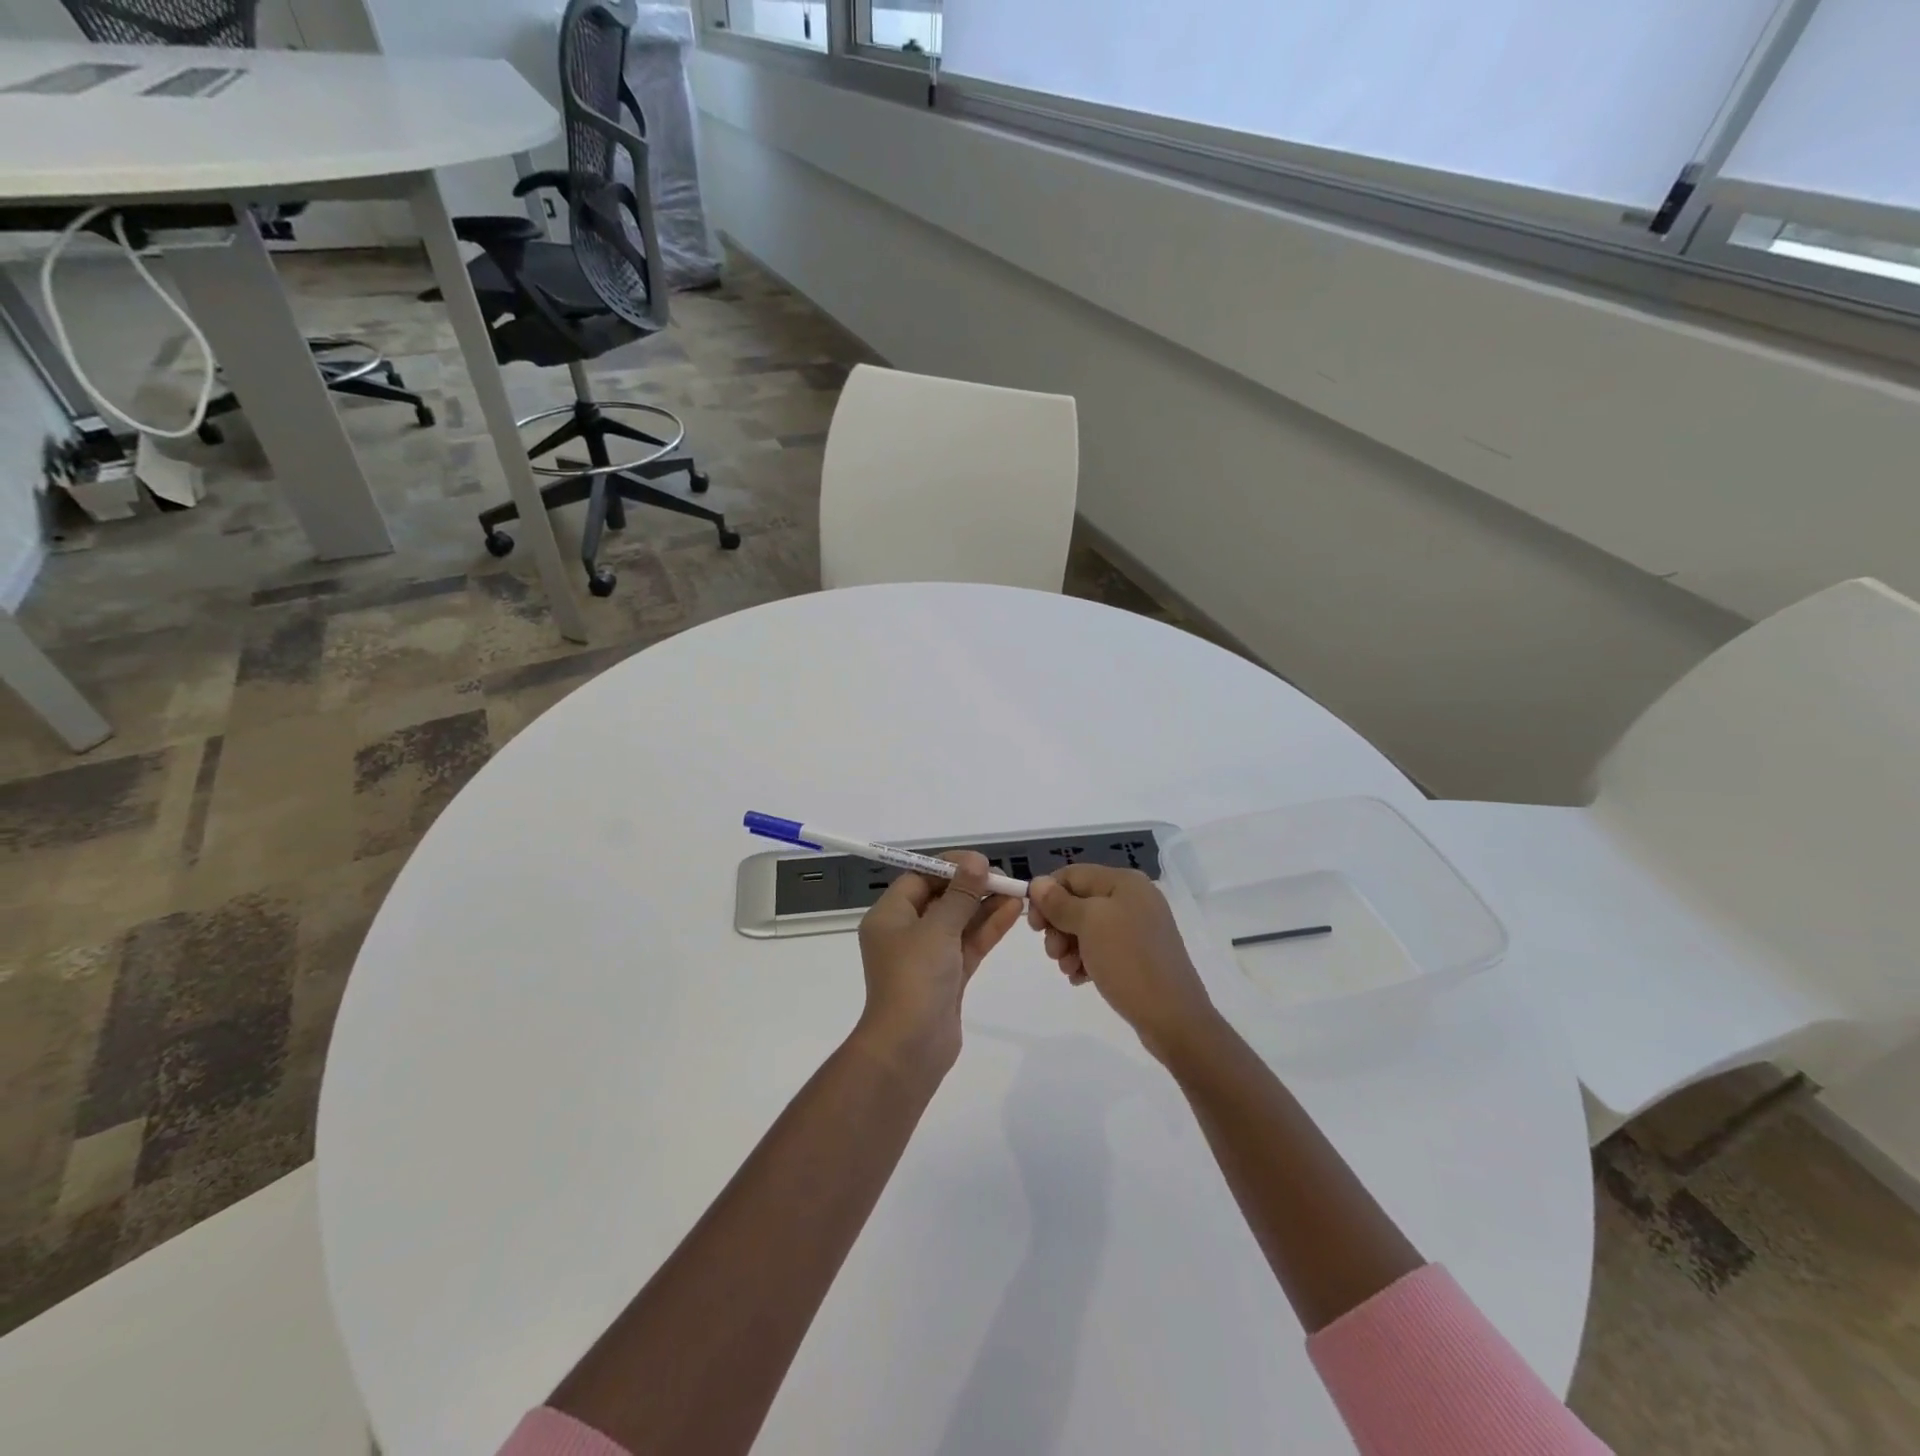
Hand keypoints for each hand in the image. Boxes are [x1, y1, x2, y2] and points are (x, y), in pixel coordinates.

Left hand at [854, 851, 1023, 1074]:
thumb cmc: (915, 978)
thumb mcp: (938, 928)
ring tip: (1016, 891)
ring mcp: (927, 956)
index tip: (979, 862)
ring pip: (959, 921)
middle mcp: (905, 932)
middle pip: (940, 898)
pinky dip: (987, 928)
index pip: (918, 878)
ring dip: (984, 906)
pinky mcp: (947, 976)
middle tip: (1003, 876)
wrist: (910, 1047)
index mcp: (889, 916)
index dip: (948, 867)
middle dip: (971, 886)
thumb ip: (960, 894)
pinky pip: (968, 944)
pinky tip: (1013, 912)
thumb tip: (976, 862)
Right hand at [1028, 865, 1219, 1061]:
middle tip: (1053, 953)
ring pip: (1087, 927)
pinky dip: (1086, 959)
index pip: (1072, 875)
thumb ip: (1060, 902)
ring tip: (1068, 970)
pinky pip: (1102, 947)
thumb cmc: (1128, 961)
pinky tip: (1080, 978)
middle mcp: (1133, 898)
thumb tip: (1038, 882)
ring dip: (1069, 946)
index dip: (1047, 896)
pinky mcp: (1139, 954)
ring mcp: (1138, 927)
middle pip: (1078, 901)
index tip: (1034, 927)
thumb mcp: (1089, 924)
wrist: (1173, 1018)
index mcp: (1124, 882)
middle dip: (1058, 925)